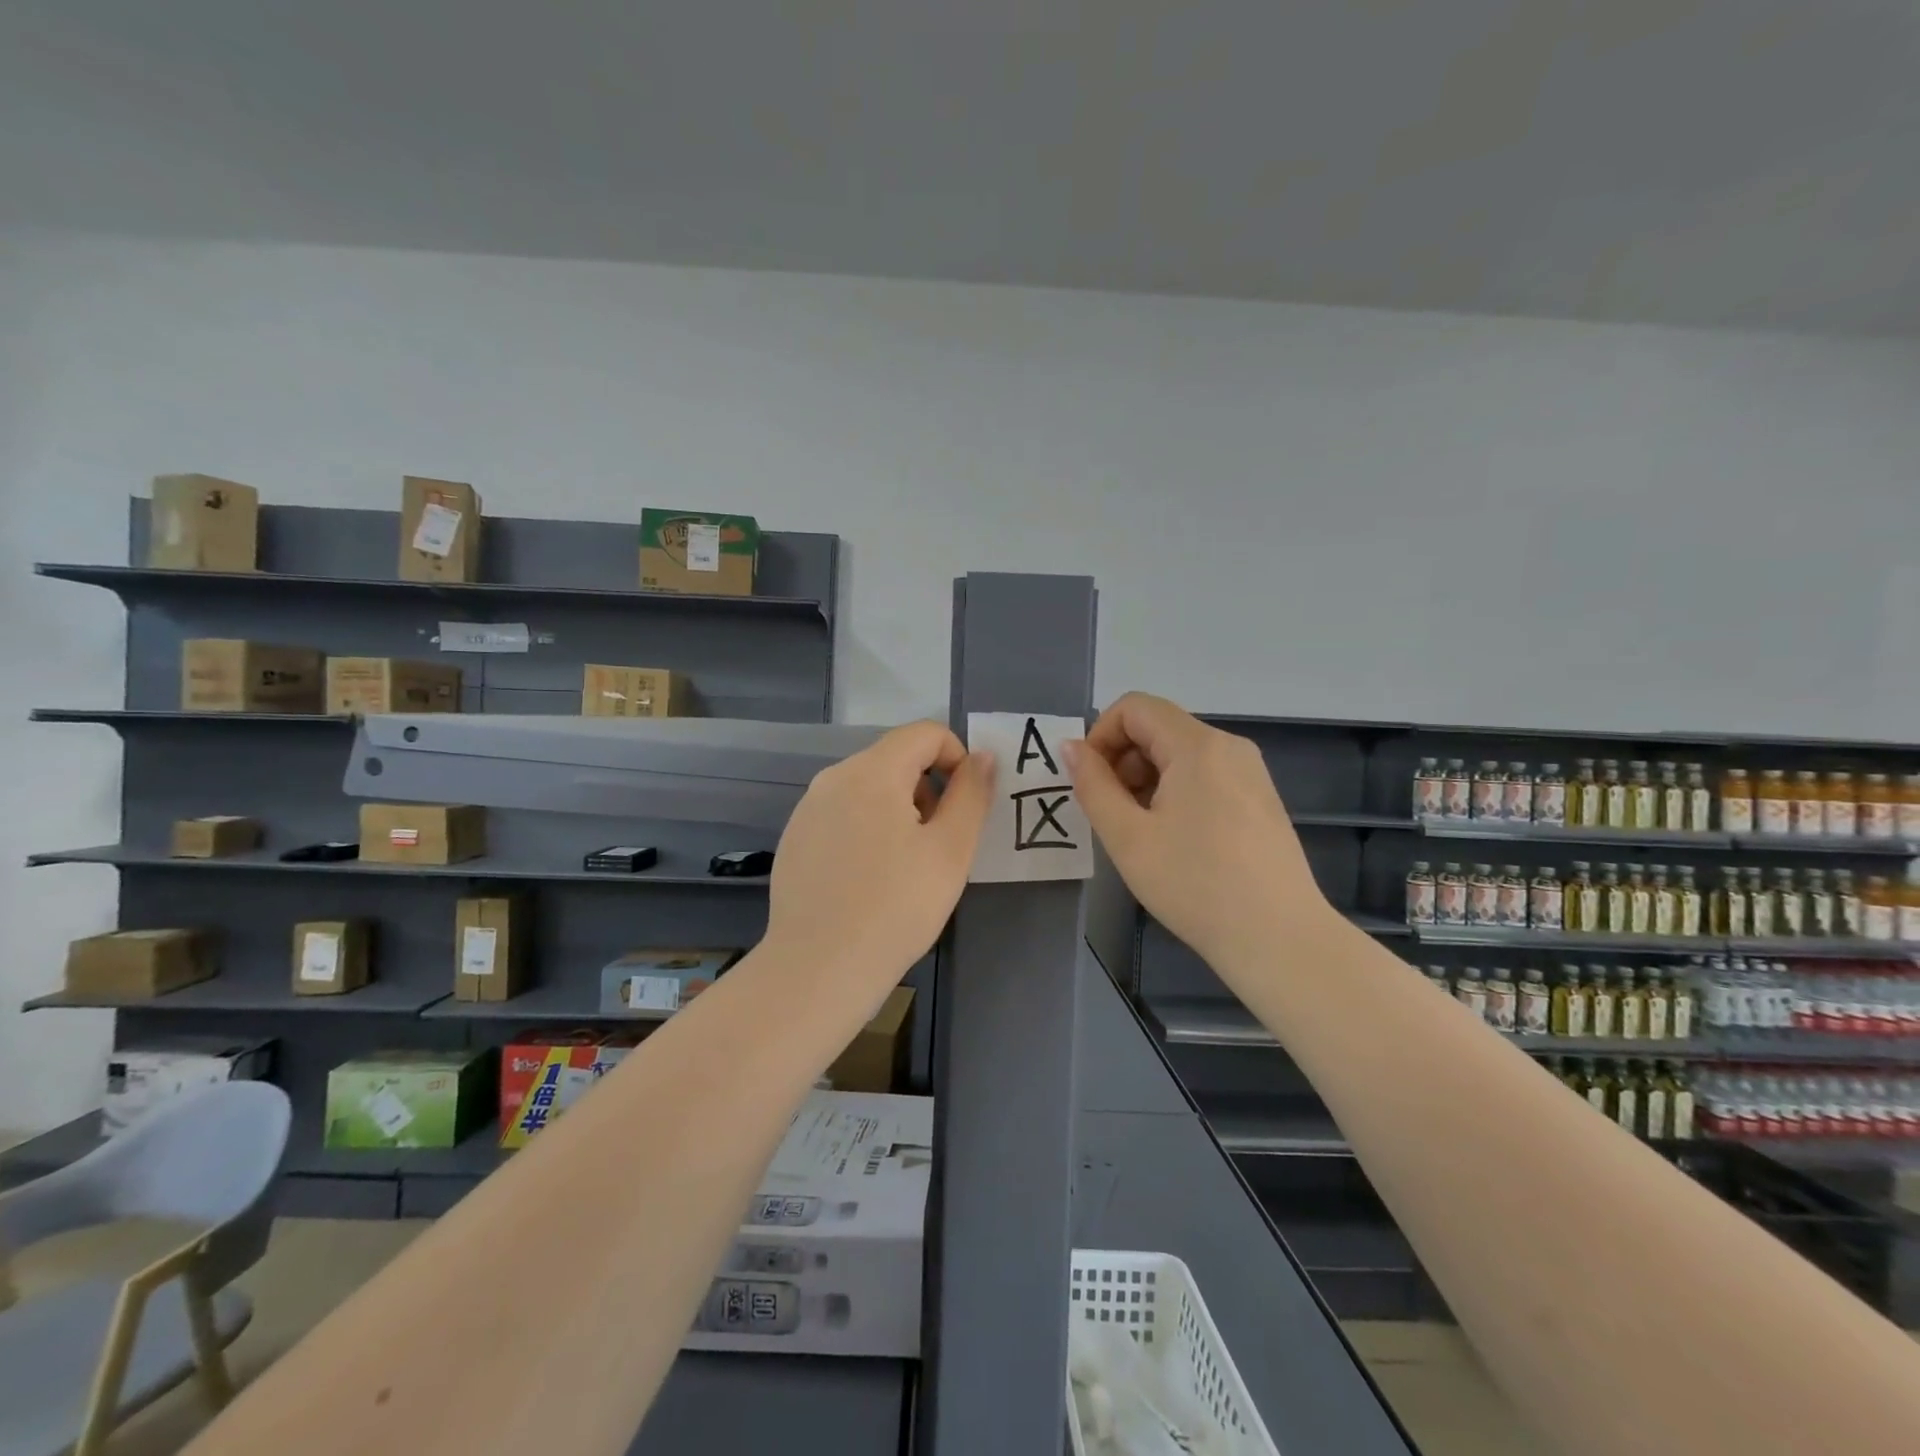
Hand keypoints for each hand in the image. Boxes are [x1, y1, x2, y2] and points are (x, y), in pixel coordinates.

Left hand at [767, 721, 994, 993]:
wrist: (818, 969)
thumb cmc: (896, 907)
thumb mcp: (951, 850)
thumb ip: (972, 794)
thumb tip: (982, 756)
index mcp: (872, 771)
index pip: (925, 733)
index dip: (957, 758)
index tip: (964, 806)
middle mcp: (833, 777)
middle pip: (895, 759)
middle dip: (928, 789)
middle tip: (938, 845)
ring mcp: (808, 808)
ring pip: (868, 788)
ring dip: (898, 810)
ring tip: (905, 867)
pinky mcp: (794, 839)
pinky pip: (842, 815)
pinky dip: (866, 830)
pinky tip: (868, 880)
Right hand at [1066, 693, 1334, 973]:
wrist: (1278, 939)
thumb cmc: (1194, 885)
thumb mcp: (1127, 837)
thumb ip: (1093, 785)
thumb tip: (1072, 747)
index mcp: (1197, 746)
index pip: (1135, 707)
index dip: (1100, 734)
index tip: (1091, 781)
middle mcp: (1228, 746)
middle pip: (1158, 727)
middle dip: (1122, 759)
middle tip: (1112, 813)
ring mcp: (1250, 771)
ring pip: (1180, 753)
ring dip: (1146, 778)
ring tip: (1141, 832)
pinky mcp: (1260, 797)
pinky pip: (1205, 774)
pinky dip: (1175, 791)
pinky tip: (1174, 839)